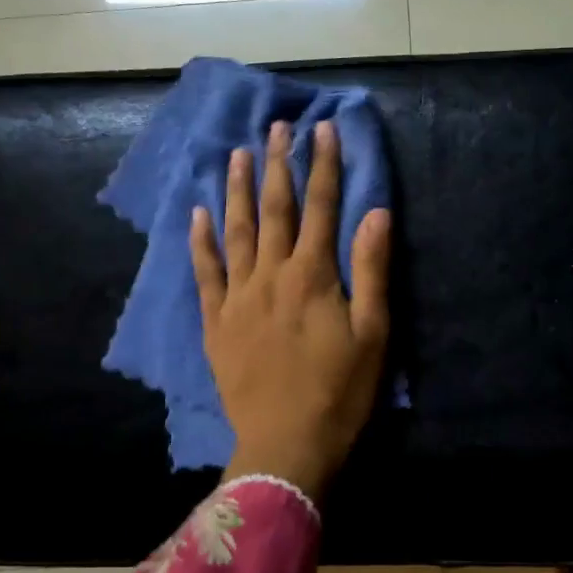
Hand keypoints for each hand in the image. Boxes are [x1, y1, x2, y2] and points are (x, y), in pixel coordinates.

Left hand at [191, 119, 390, 497]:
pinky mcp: (217, 322)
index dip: (323, 166)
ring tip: (237, 154)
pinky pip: (205, 273)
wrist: (286, 445)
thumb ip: (372, 270)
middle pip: (275, 210)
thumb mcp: (373, 333)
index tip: (323, 130)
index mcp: (313, 275)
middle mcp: (271, 275)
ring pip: (236, 231)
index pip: (321, 207)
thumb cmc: (340, 392)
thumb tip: (375, 212)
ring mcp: (238, 297)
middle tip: (278, 127)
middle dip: (279, 165)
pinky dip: (201, 241)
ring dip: (238, 190)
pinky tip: (197, 215)